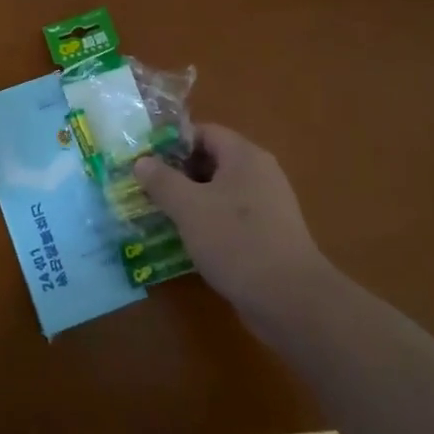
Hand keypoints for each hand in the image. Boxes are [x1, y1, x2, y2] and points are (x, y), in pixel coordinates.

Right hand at [134, 125, 328, 322]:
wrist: (291, 300)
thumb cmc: (236, 241)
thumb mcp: (188, 207)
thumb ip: (162, 181)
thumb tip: (142, 161)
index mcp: (244, 156)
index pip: (204, 132)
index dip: (172, 143)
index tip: (146, 161)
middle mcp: (260, 173)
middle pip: (212, 161)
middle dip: (178, 173)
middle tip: (147, 189)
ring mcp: (268, 205)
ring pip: (220, 192)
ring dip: (191, 200)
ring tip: (161, 215)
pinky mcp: (269, 235)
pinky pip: (231, 217)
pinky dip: (208, 222)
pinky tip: (188, 241)